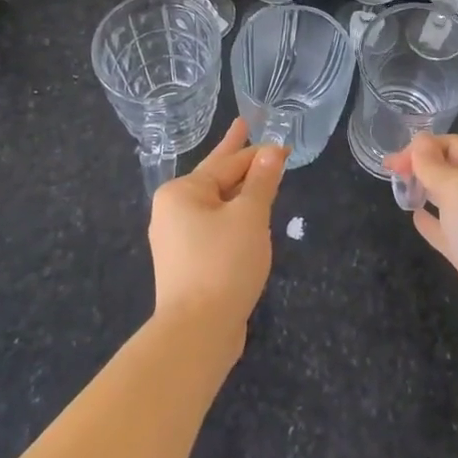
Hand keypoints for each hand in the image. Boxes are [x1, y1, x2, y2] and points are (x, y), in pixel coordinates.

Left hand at [149, 119, 286, 355]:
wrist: (196, 332)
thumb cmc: (223, 263)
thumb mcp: (250, 216)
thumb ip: (262, 181)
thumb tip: (271, 150)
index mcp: (183, 191)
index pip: (229, 163)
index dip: (259, 153)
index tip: (284, 146)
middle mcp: (173, 209)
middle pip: (215, 176)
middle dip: (236, 156)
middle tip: (243, 125)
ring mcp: (176, 238)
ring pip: (216, 203)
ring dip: (238, 189)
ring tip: (253, 169)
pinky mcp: (186, 262)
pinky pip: (213, 225)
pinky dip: (232, 215)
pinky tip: (246, 215)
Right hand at [387, 133, 457, 367]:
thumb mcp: (456, 187)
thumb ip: (433, 164)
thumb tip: (420, 142)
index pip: (455, 145)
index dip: (423, 147)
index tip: (394, 161)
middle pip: (454, 170)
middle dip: (423, 167)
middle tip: (391, 173)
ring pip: (452, 201)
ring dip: (428, 191)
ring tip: (402, 190)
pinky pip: (451, 230)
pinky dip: (433, 222)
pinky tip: (416, 219)